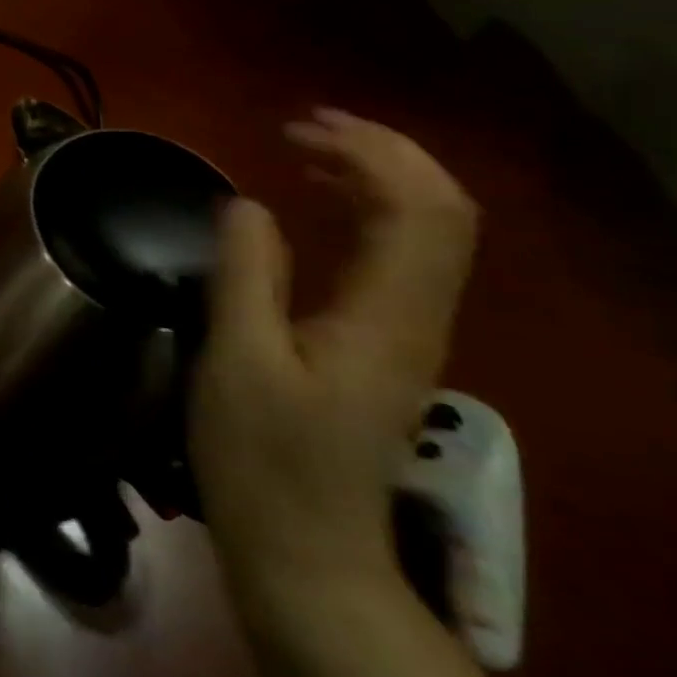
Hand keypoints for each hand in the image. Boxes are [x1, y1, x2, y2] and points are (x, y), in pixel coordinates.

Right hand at [191, 110, 478, 604]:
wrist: (305, 549)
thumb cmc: (262, 457)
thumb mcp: (238, 360)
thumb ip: (246, 274)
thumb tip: (247, 203)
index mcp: (387, 318)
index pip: (420, 209)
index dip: (372, 153)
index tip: (297, 128)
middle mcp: (417, 318)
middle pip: (439, 212)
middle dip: (380, 154)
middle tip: (301, 127)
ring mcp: (406, 334)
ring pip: (424, 232)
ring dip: (374, 178)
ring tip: (305, 152)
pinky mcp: (383, 347)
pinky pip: (395, 257)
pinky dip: (364, 214)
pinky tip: (316, 210)